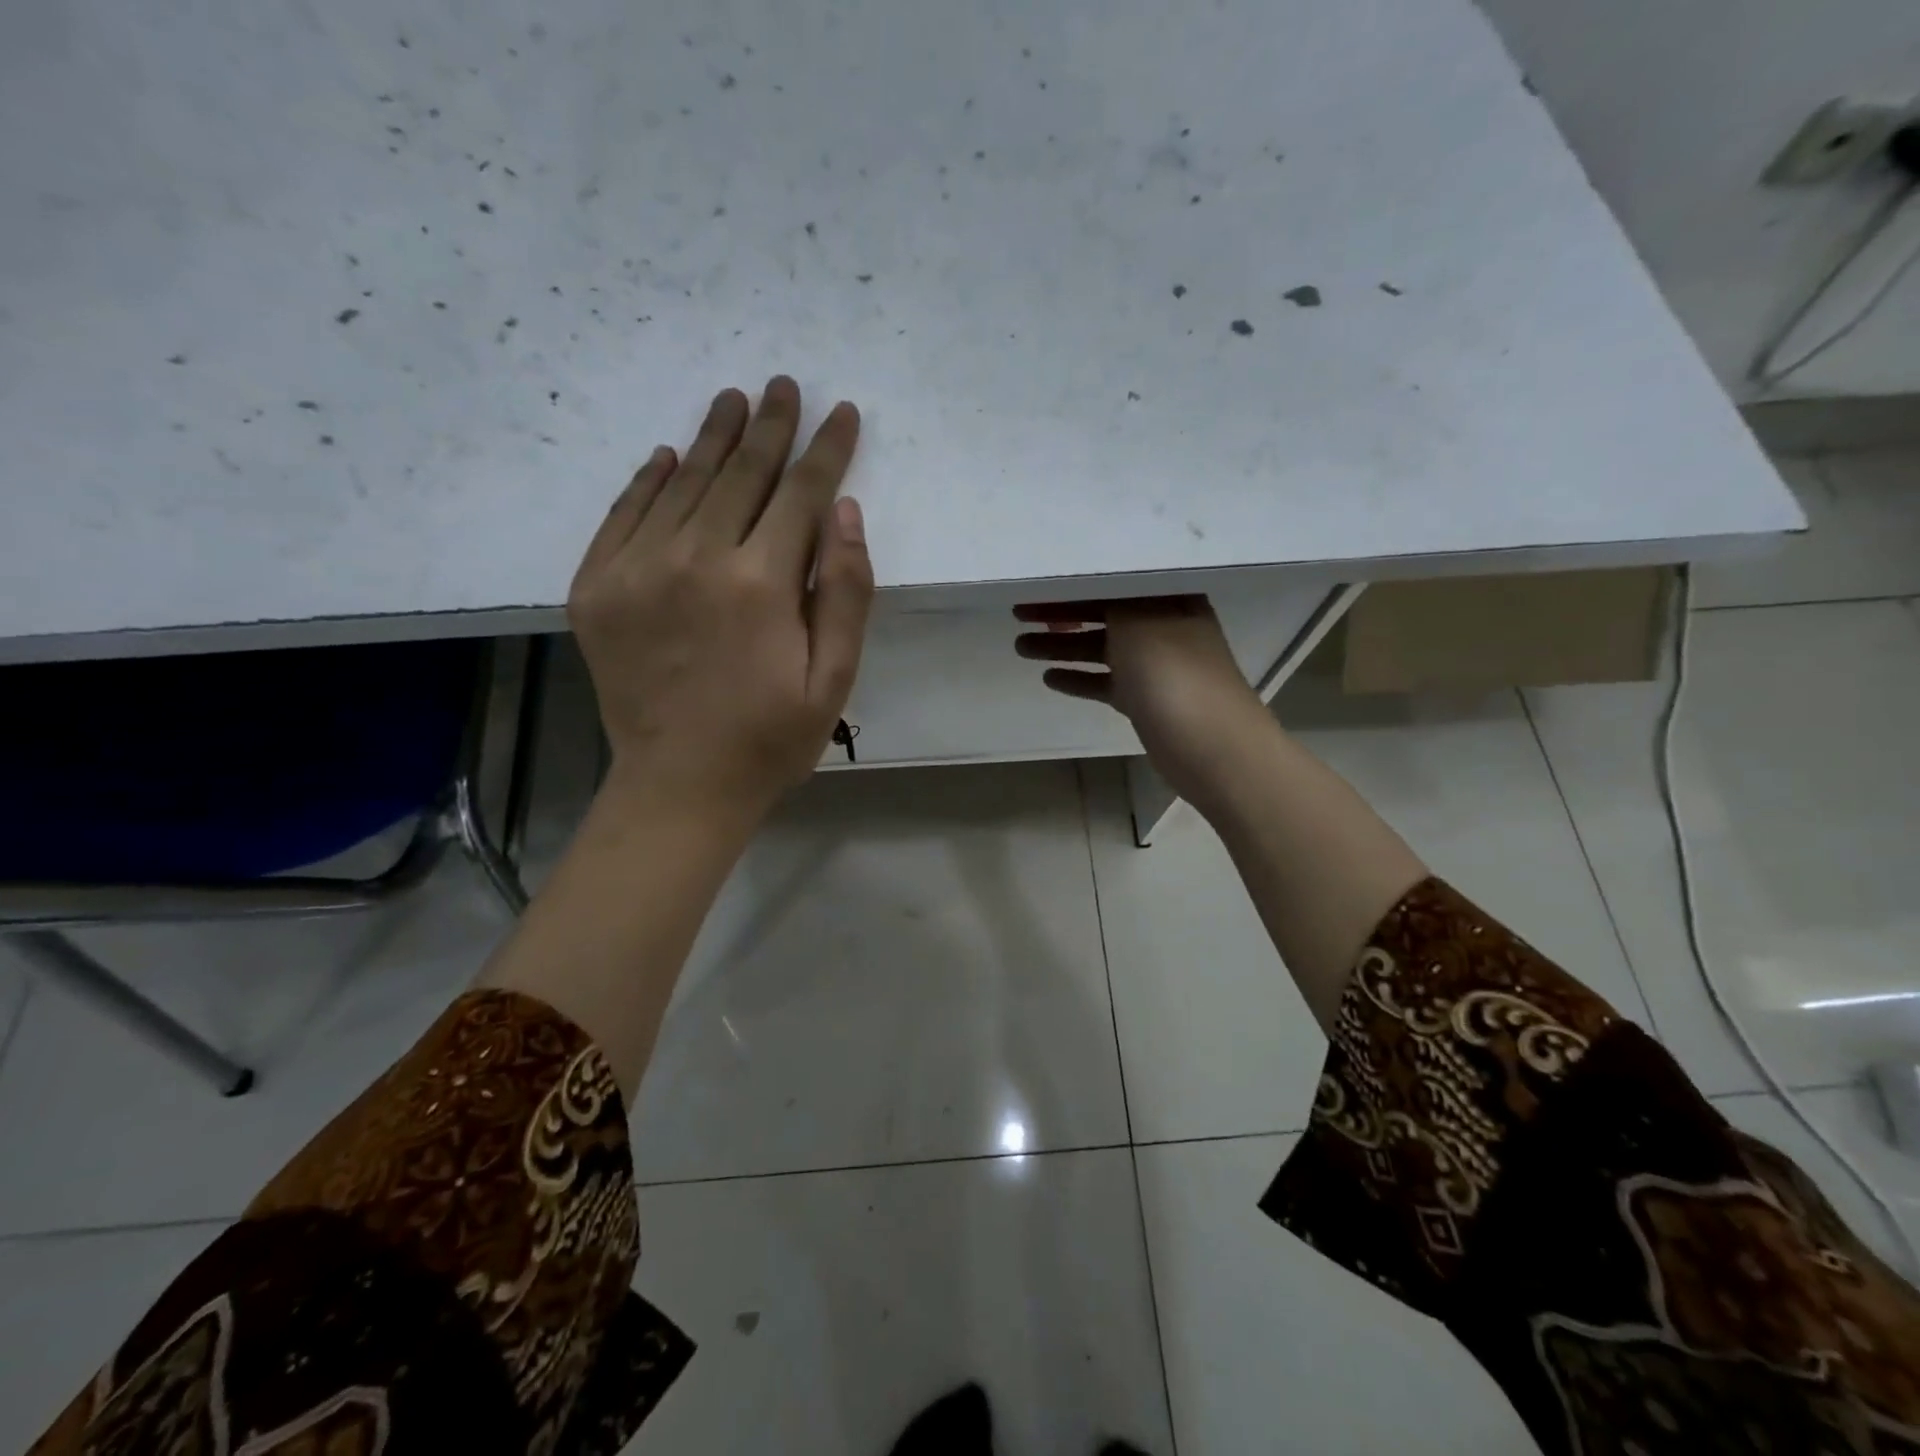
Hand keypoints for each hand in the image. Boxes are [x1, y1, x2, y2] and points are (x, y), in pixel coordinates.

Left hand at [568, 376, 872, 825]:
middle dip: (771, 426)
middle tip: (784, 385)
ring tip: (734, 400)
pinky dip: (648, 481)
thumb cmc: (770, 739)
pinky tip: (669, 457)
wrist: (680, 787)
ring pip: (683, 483)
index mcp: (760, 584)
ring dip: (713, 438)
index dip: (826, 450)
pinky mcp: (596, 588)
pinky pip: (624, 515)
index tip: (842, 413)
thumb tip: (845, 512)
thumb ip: (846, 593)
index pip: (801, 494)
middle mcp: (695, 559)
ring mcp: (636, 569)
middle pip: (740, 474)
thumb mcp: (834, 679)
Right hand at [1015, 596, 1273, 807]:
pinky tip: (1049, 678)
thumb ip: (1110, 602)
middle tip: (1017, 616)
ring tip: (1021, 647)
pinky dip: (1079, 678)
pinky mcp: (1146, 699)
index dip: (1072, 584)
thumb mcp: (1137, 622)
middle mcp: (1162, 626)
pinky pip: (1105, 682)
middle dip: (1060, 614)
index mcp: (1167, 599)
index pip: (1112, 582)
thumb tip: (1089, 589)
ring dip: (1062, 646)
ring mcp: (1155, 665)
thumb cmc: (1173, 674)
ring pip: (1100, 649)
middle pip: (1103, 613)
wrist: (1212, 745)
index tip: (1034, 587)